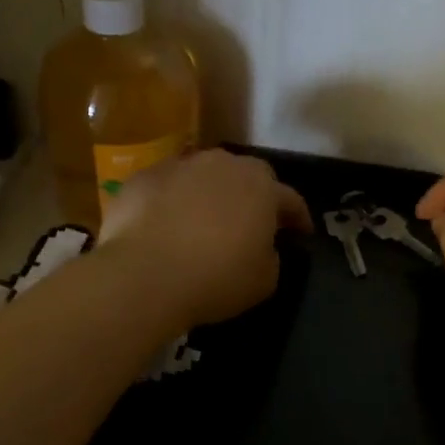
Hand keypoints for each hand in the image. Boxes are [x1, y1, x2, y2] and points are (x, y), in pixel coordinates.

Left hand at [99, 149, 312, 328]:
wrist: (144, 274)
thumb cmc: (216, 278)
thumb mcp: (264, 280)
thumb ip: (270, 255)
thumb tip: (261, 247)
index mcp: (261, 186)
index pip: (290, 198)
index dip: (298, 217)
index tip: (301, 233)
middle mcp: (222, 164)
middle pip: (245, 176)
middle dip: (251, 196)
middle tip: (249, 223)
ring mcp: (179, 166)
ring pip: (202, 176)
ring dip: (208, 195)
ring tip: (203, 221)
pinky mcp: (142, 177)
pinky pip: (166, 188)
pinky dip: (169, 203)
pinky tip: (163, 226)